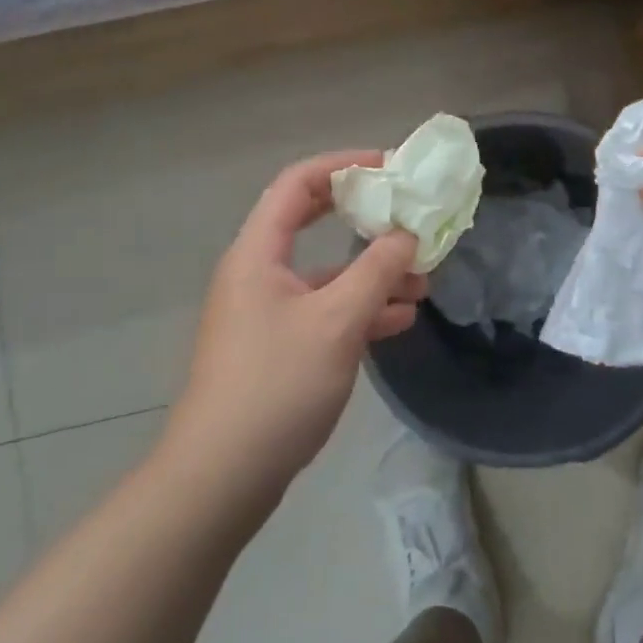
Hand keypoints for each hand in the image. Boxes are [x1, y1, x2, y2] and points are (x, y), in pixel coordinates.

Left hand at [169, 151, 424, 499]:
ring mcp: (266, 312)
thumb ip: (377, 271)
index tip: (390, 167)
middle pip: (311, 222)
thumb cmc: (277, 385)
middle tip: (407, 214)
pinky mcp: (276, 347)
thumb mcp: (337, 321)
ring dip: (371, 271)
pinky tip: (398, 320)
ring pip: (325, 273)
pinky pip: (323, 310)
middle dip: (362, 216)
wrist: (221, 477)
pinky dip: (359, 308)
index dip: (343, 165)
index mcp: (259, 252)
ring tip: (421, 281)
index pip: (298, 183)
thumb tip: (407, 234)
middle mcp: (258, 273)